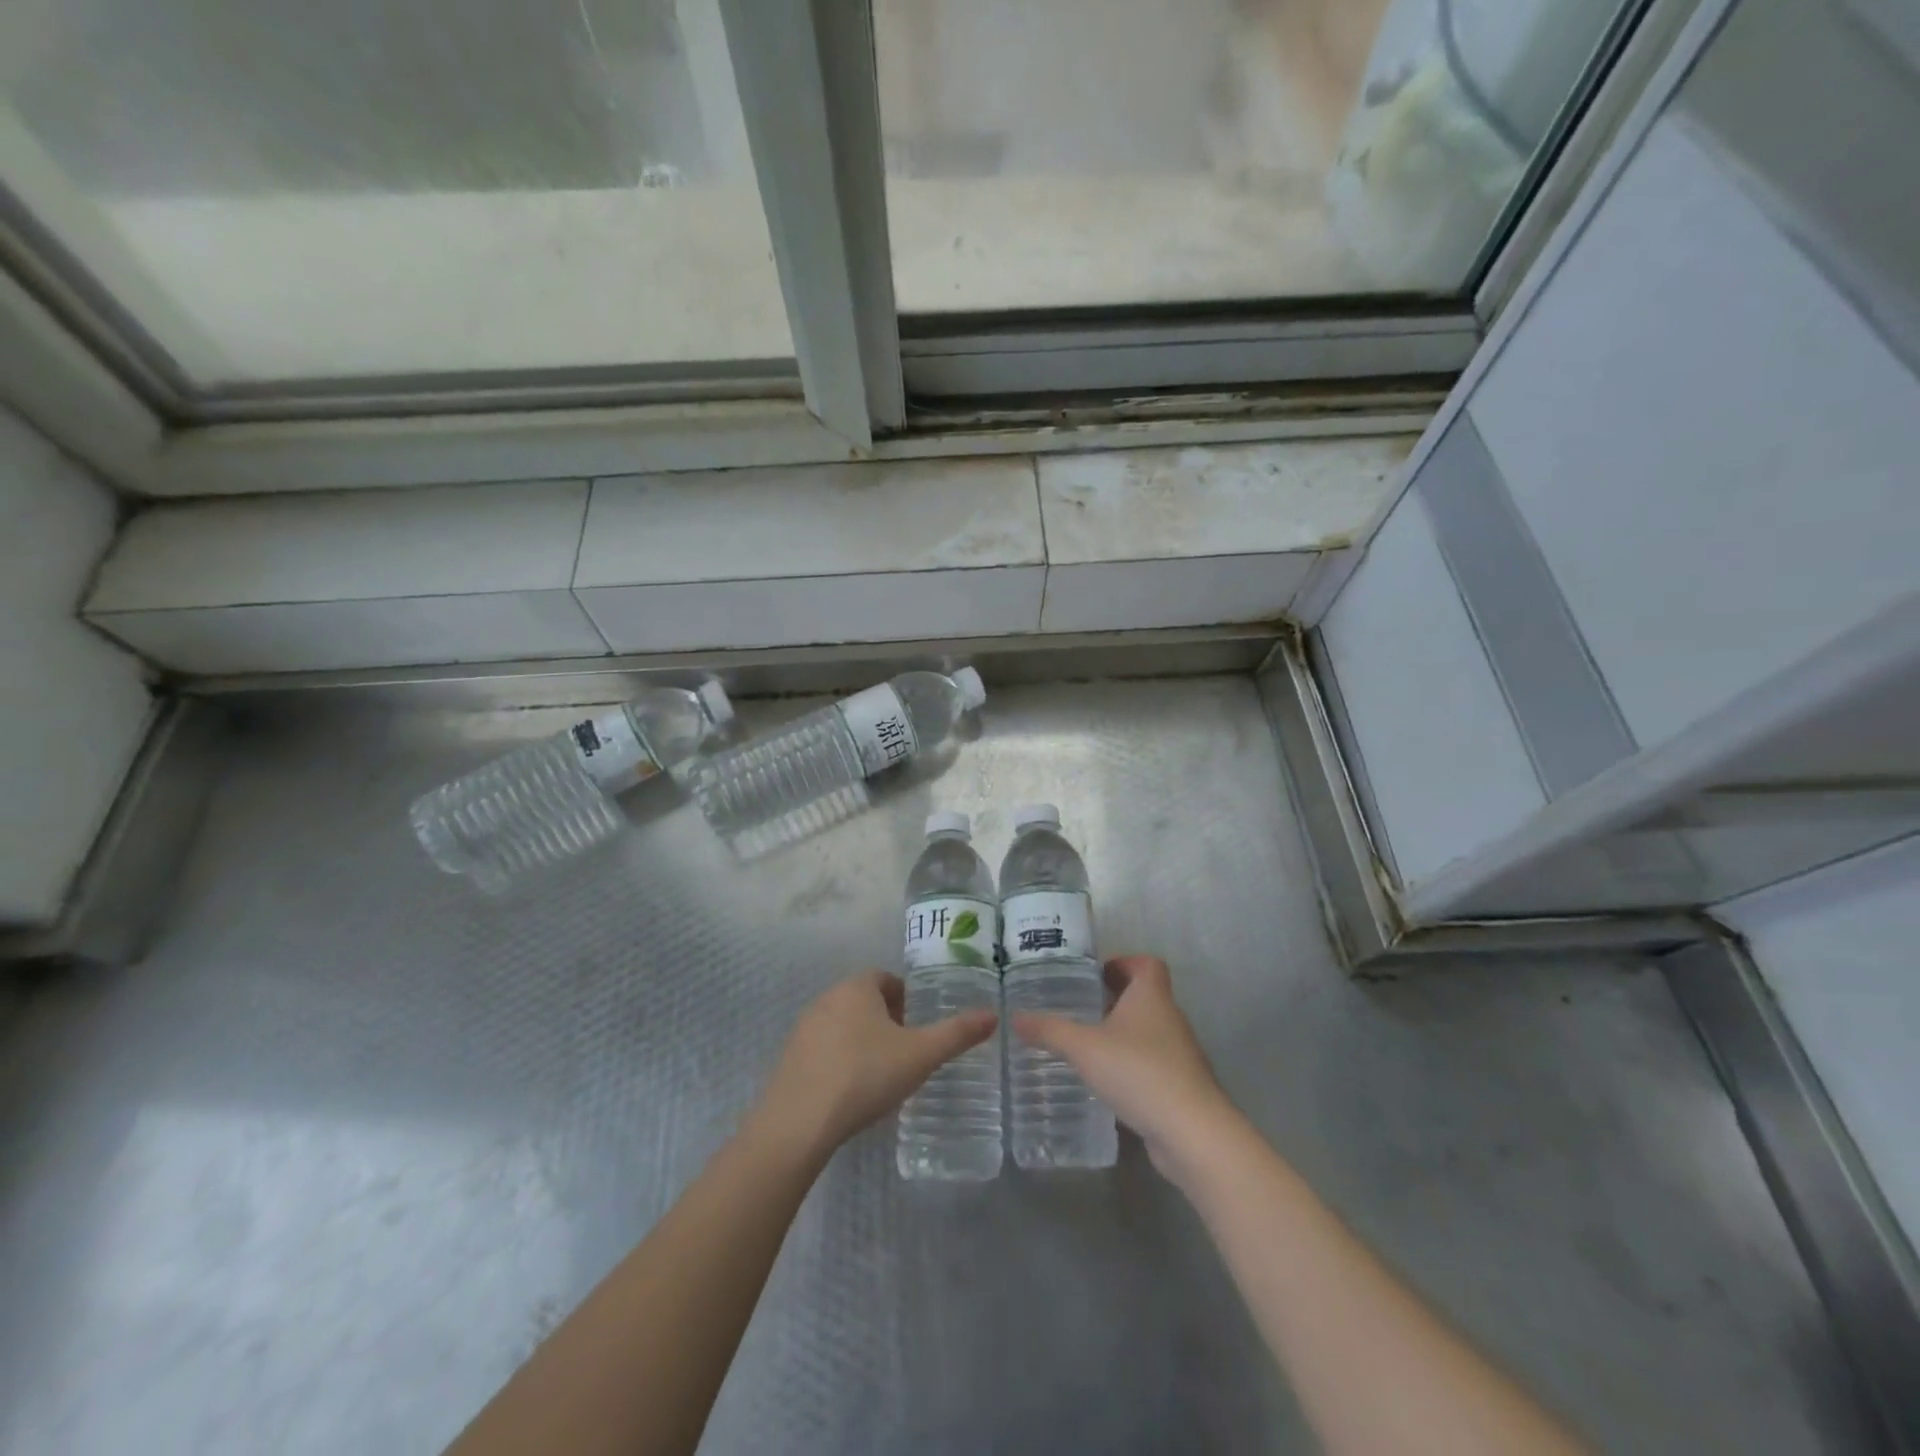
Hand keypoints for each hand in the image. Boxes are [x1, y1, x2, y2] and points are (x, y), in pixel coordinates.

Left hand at [753, 971, 997, 1161]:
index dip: (905, 999)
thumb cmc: (864, 1076)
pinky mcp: (789, 1058)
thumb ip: (956, 1034)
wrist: (798, 1123)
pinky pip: (823, 1049)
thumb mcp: (920, 1055)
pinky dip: (840, 1060)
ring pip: (842, 1024)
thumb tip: (993, 1014)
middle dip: (886, 1020)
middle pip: (863, 1000)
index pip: (885, 979)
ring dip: (862, 1040)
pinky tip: (851, 1091)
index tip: (918, 1026)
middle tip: (907, 1051)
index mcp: (857, 988)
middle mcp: (827, 998)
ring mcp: (803, 1028)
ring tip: (882, 1073)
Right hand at [1012, 955, 1236, 1179]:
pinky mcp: (1181, 1086)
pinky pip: (1153, 1064)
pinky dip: (1132, 1066)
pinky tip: (1108, 1082)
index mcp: (1152, 996)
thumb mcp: (1084, 1047)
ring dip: (1123, 1034)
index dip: (1124, 963)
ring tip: (1088, 1046)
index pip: (1146, 964)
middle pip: (1145, 997)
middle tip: (1081, 1009)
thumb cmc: (1138, 1071)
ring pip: (1149, 1032)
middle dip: (1115, 1000)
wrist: (1192, 1132)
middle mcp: (1170, 1018)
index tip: (1096, 975)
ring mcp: (1180, 1054)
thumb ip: (1050, 1030)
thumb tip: (1015, 1016)